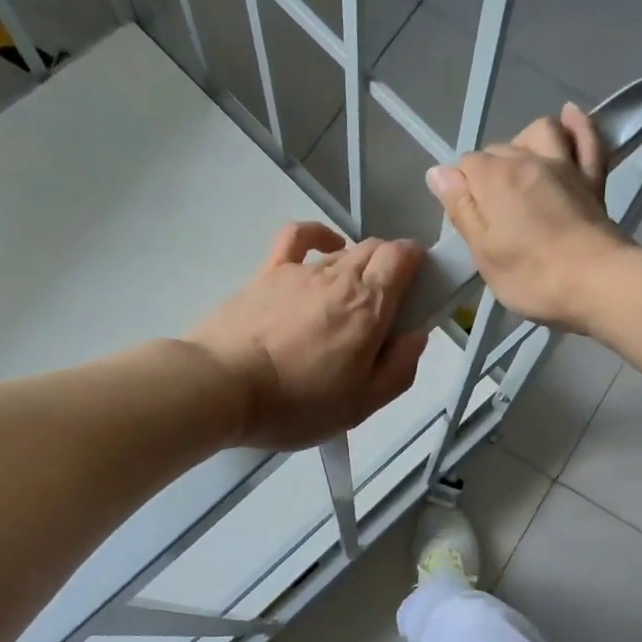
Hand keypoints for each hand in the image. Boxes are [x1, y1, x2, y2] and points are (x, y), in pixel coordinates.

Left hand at [185, 222, 428, 450]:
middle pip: (377, 249)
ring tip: (352, 301)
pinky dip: (319, 235)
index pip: (403, 257)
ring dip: (359, 266)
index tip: (420, 291)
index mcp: (368, 307)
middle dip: (392, 266)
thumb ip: (398, 370)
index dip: (419, 265)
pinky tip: (325, 248)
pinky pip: (298, 236)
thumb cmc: (296, 405)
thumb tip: (417, 336)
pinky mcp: (267, 272)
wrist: (221, 388)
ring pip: (344, 251)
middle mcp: (339, 277)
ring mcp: (300, 271)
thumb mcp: (360, 406)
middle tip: (389, 307)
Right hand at [423, 104, 629, 334]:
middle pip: (498, 150)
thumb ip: (461, 210)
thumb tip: (438, 173)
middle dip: (488, 172)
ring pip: (541, 131)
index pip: (465, 166)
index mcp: (494, 179)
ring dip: (525, 141)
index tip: (467, 221)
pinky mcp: (593, 179)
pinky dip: (577, 125)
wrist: (597, 282)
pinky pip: (587, 140)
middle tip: (490, 212)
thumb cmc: (532, 276)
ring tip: (520, 167)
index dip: (461, 190)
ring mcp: (565, 165)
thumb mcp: (483, 253)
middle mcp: (527, 159)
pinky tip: (569, 117)